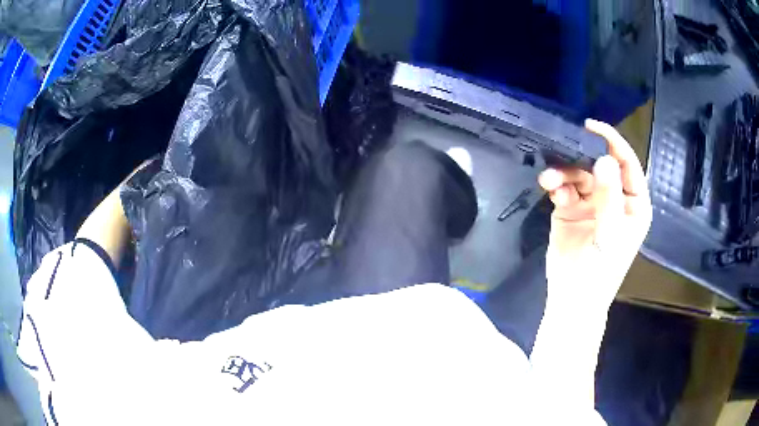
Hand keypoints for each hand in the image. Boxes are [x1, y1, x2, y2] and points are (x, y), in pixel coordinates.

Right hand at [538, 119, 651, 308]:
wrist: (571, 299)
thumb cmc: (600, 272)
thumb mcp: (610, 235)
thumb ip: (609, 197)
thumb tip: (604, 159)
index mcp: (633, 204)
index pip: (627, 165)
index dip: (613, 143)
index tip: (592, 127)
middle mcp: (614, 198)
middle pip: (599, 165)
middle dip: (581, 158)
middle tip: (563, 149)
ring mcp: (592, 203)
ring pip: (579, 174)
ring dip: (564, 173)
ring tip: (550, 179)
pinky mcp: (570, 209)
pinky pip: (564, 188)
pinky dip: (556, 185)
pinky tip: (550, 189)